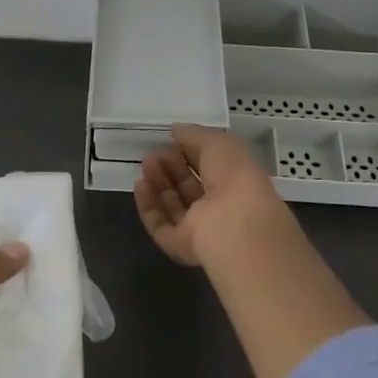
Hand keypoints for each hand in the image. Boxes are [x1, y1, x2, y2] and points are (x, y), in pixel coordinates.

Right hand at [135, 123, 287, 267]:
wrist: (236, 226)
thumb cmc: (235, 178)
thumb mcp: (219, 143)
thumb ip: (195, 135)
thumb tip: (176, 130)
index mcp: (237, 183)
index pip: (210, 167)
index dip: (190, 152)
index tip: (171, 139)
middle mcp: (220, 207)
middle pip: (190, 187)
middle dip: (171, 167)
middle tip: (153, 152)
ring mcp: (200, 229)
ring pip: (174, 205)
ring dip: (158, 183)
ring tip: (145, 163)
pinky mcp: (181, 246)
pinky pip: (160, 225)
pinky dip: (149, 206)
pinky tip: (140, 185)